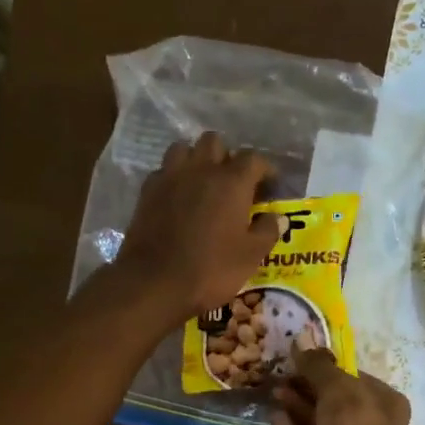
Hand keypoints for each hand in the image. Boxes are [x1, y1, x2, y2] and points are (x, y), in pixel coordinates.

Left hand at [115, 133, 280, 323]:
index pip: (253, 159)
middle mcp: (201, 169)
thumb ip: (267, 231)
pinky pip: (164, 171)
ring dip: (196, 160)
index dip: (265, 170)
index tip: (269, 187)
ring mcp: (170, 176)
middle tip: (232, 183)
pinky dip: (174, 178)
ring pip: (184, 149)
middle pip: (215, 142)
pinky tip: (178, 198)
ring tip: (202, 183)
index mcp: (232, 181)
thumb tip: (277, 217)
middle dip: (226, 157)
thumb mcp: (250, 256)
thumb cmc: (211, 269)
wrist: (154, 281)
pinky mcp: (148, 191)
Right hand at [271, 348, 413, 424]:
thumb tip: (299, 343)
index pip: (354, 379)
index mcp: (381, 400)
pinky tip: (274, 414)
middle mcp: (365, 423)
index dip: (328, 368)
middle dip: (307, 387)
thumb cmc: (356, 420)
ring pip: (316, 422)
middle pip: (332, 401)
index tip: (302, 359)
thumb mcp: (336, 384)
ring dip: (296, 406)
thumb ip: (317, 366)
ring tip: (274, 389)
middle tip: (283, 373)